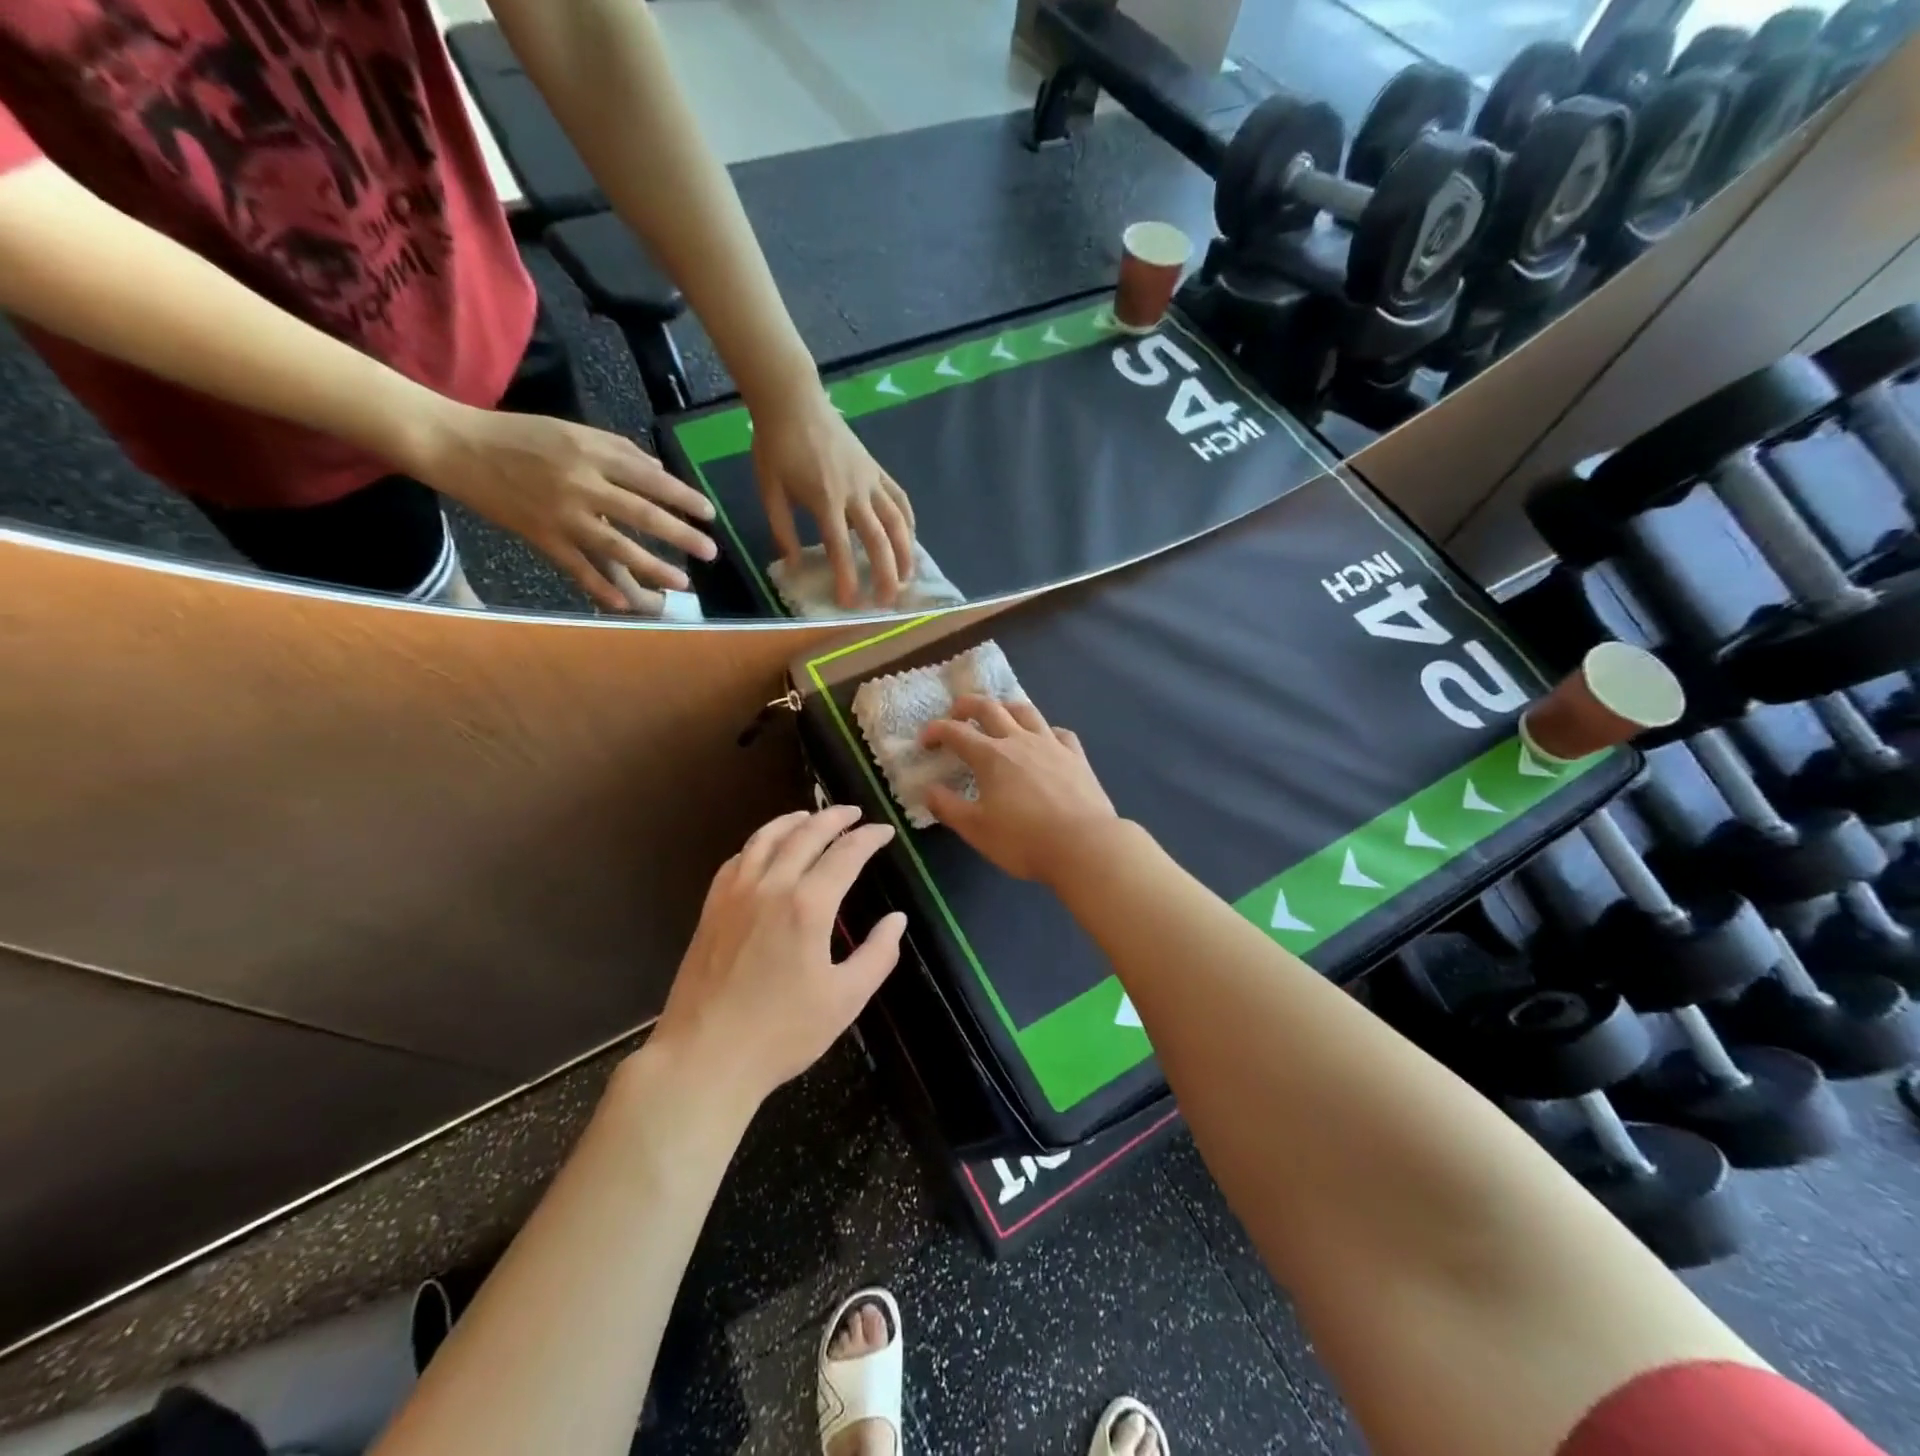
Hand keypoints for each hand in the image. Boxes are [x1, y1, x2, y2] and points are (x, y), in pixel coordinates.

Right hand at [409, 403, 718, 611]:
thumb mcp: (572, 430)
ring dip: (653, 567)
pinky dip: (601, 588)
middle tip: (711, 552)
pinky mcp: (540, 537)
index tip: (709, 514)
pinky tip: (625, 605)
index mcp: (591, 452)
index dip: (683, 498)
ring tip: (682, 581)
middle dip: (682, 535)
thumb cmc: (518, 436)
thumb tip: (660, 472)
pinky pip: (577, 568)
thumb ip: (618, 450)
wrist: (454, 445)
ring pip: (616, 546)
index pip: (650, 479)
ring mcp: (561, 514)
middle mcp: (581, 484)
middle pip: (643, 514)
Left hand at [652, 806, 905, 1103]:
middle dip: (834, 818)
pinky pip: (737, 859)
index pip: (846, 854)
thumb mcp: (845, 999)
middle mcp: (771, 886)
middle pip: (805, 834)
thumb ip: (878, 954)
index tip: (885, 831)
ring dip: (793, 821)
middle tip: (853, 812)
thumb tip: (897, 920)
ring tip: (810, 815)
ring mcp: (735, 894)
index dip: (869, 838)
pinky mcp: (711, 908)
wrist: (705, 1056)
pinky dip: (758, 843)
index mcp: (808, 905)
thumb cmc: (782, 1032)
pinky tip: (764, 849)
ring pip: (766, 838)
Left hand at [751, 382, 914, 607]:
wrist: (793, 400)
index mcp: (824, 500)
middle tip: (888, 601)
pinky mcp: (877, 470)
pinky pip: (900, 499)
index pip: (840, 548)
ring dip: (906, 553)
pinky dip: (908, 522)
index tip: (851, 603)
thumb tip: (794, 564)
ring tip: (908, 577)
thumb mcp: (768, 489)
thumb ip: (781, 529)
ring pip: (897, 522)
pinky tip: (910, 540)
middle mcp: (854, 493)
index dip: (848, 578)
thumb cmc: (776, 445)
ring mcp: (870, 480)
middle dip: (886, 574)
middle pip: (878, 540)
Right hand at [920, 695, 1117, 884]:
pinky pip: (1059, 732)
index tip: (924, 741)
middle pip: (990, 708)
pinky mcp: (1076, 756)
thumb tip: (928, 789)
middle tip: (956, 712)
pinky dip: (1045, 730)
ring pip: (1025, 711)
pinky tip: (1044, 739)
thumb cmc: (1024, 840)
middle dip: (967, 705)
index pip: (955, 732)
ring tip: (998, 713)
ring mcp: (1051, 745)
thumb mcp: (976, 830)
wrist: (1084, 845)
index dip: (935, 731)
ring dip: (1005, 707)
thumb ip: (948, 807)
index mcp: (991, 756)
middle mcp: (1019, 740)